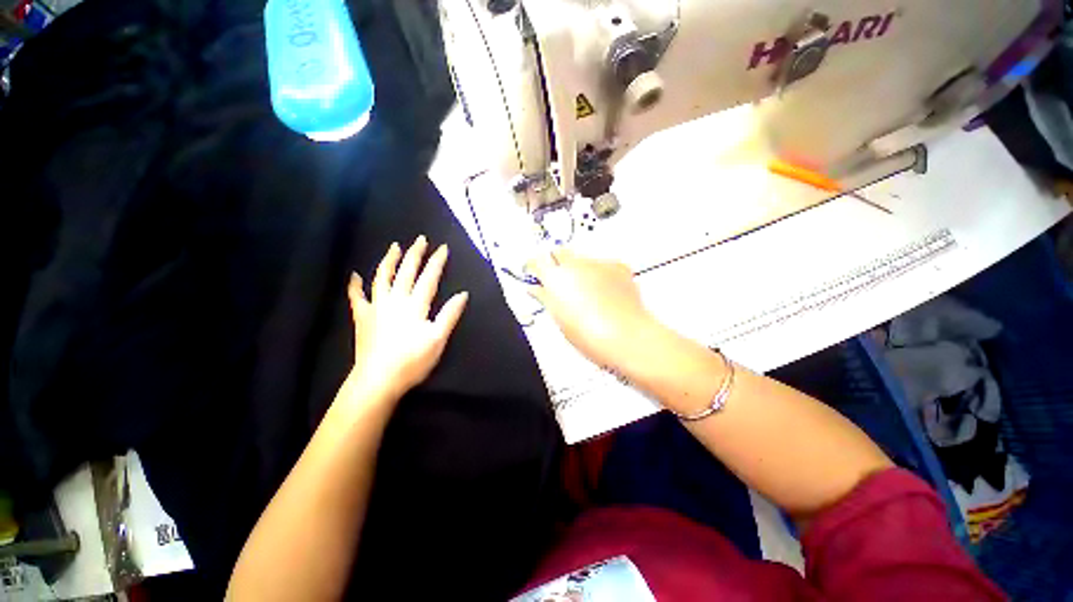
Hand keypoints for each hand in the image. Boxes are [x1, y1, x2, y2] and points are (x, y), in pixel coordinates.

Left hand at [344, 236, 468, 407]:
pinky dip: (355, 285)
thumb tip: (463, 294)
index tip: (443, 248)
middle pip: (406, 272)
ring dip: (388, 260)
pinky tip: (355, 276)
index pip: (428, 278)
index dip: (436, 262)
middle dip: (414, 254)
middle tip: (420, 239)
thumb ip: (449, 315)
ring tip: (394, 246)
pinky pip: (357, 297)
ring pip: (382, 277)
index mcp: (415, 305)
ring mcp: (376, 307)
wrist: (378, 380)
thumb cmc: (412, 361)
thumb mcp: (438, 339)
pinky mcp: (363, 317)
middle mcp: (395, 300)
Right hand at [526, 249, 657, 369]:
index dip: (535, 267)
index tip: (537, 273)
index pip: (537, 261)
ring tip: (590, 293)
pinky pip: (604, 265)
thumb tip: (537, 289)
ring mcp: (597, 263)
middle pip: (560, 252)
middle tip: (562, 281)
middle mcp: (574, 264)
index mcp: (555, 277)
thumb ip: (546, 298)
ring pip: (583, 260)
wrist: (624, 335)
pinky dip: (602, 274)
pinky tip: (608, 292)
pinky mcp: (617, 266)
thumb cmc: (588, 334)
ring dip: (582, 270)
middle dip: (558, 262)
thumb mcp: (559, 318)